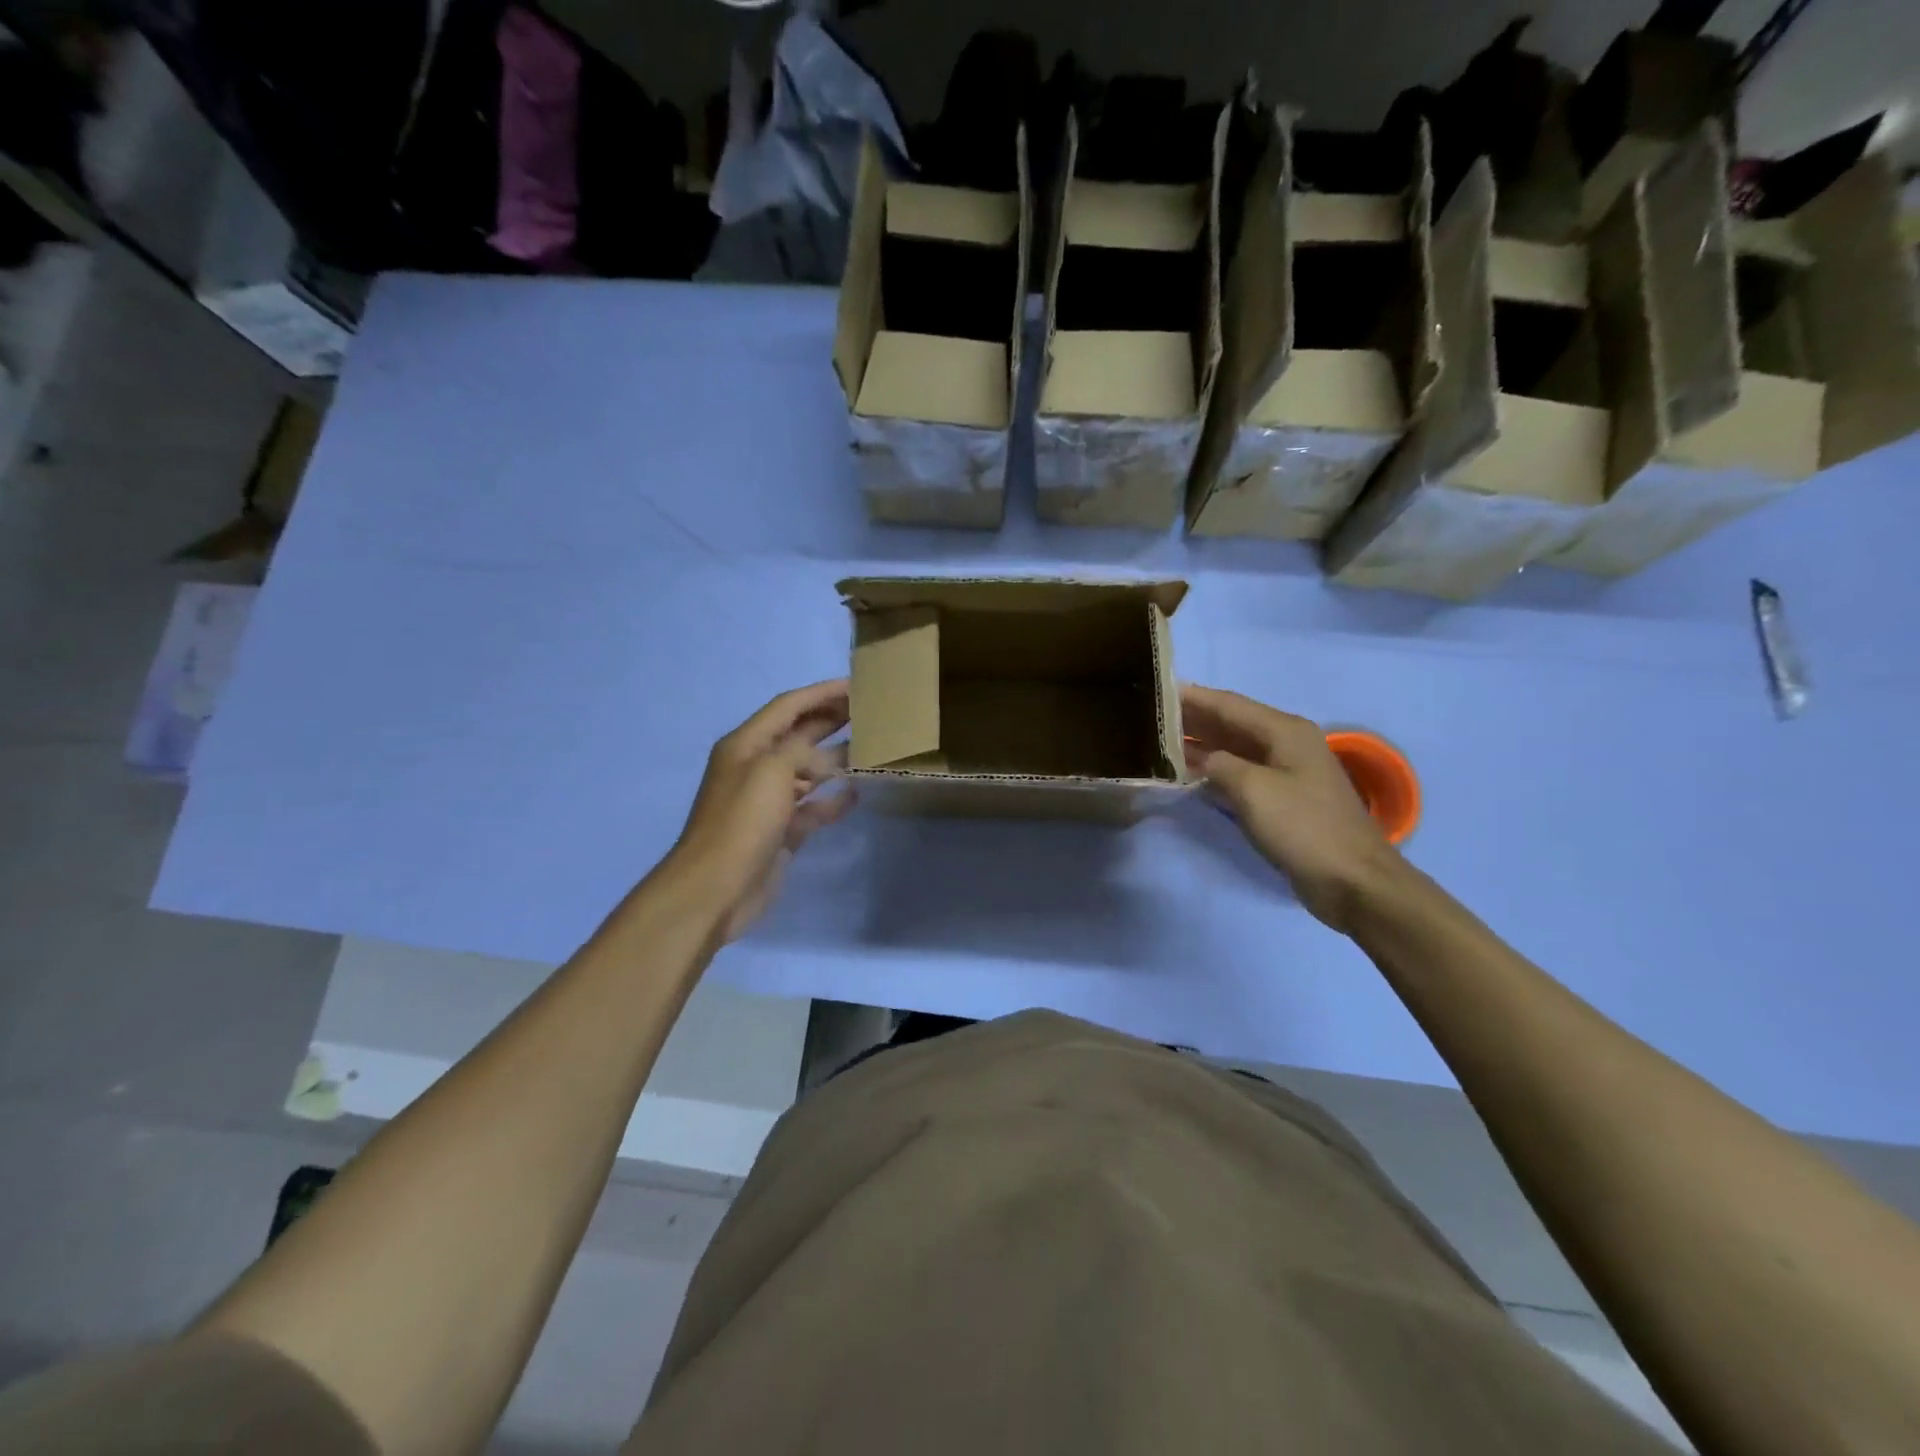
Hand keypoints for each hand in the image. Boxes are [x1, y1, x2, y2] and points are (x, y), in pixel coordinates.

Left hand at [668, 680, 855, 940]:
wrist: (716, 887)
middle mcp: (756, 767)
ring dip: (835, 759)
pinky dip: (832, 800)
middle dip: (830, 720)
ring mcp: (768, 801)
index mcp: (746, 745)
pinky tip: (856, 794)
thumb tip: (825, 757)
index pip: (787, 706)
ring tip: (870, 748)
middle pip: (798, 734)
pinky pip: (811, 807)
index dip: (820, 693)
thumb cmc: (742, 821)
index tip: (856, 686)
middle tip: (869, 711)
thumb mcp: (771, 770)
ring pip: (807, 771)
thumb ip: (800, 750)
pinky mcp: (781, 830)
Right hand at [1181, 684, 1406, 932]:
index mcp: (1285, 731)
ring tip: (1161, 738)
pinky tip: (1189, 771)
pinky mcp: (1283, 796)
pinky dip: (1215, 768)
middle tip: (1152, 714)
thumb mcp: (1253, 790)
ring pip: (1235, 747)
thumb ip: (1218, 765)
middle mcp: (1286, 742)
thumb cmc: (1303, 827)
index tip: (1158, 689)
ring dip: (1201, 742)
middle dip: (1194, 717)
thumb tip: (1198, 757)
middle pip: (1232, 722)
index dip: (1193, 696)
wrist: (1352, 879)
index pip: (1229, 704)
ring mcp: (1287, 770)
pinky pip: (1241, 771)